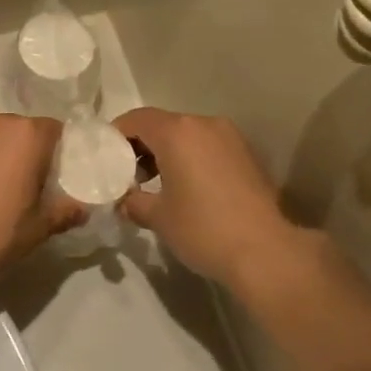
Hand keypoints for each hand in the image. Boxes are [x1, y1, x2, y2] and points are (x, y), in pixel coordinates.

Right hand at [113, 108, 316, 295]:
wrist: (265, 250)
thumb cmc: (203, 229)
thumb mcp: (158, 217)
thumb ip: (134, 201)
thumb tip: (125, 200)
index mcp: (177, 132)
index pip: (137, 119)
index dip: (117, 134)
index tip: (105, 156)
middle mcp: (204, 124)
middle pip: (163, 124)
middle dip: (142, 145)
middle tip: (129, 175)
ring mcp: (230, 137)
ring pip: (188, 135)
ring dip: (168, 152)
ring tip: (157, 185)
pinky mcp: (247, 154)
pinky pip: (209, 146)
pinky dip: (192, 158)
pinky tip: (189, 188)